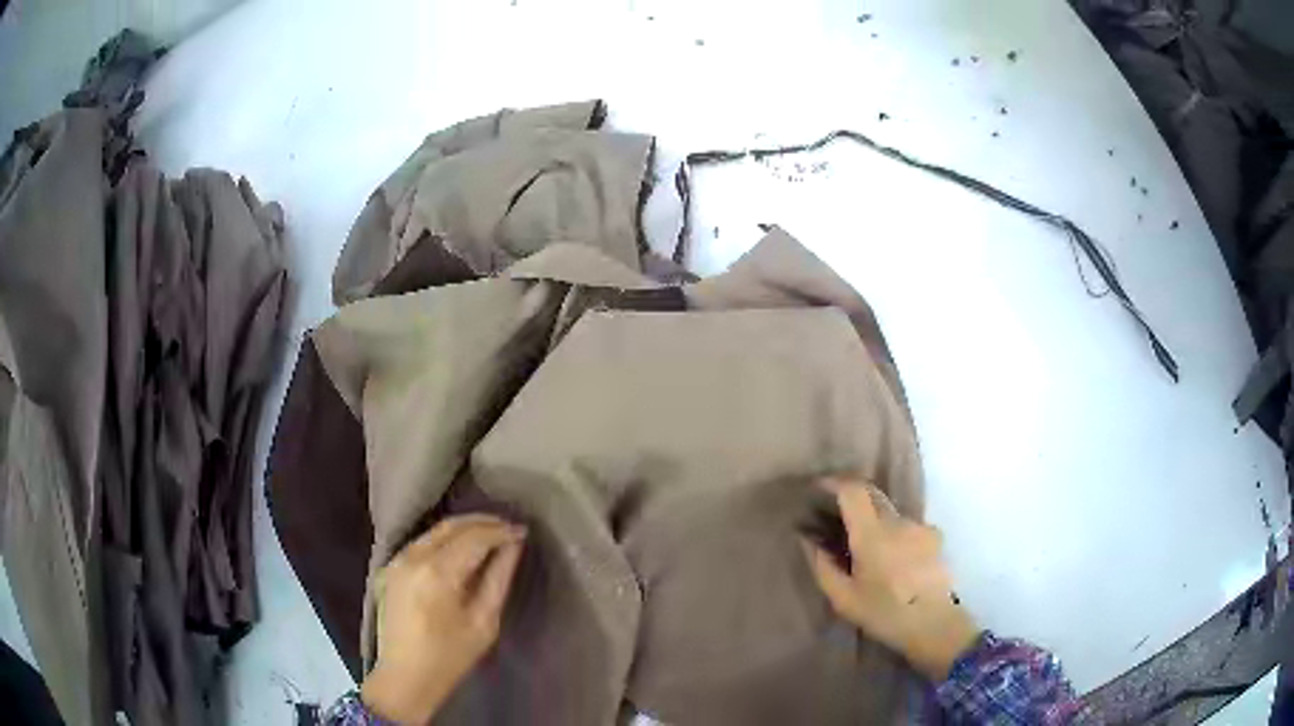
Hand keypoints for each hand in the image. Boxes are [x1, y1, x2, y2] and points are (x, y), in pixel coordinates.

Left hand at [361, 514, 526, 723]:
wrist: (405, 676)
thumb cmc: (450, 656)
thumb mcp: (484, 622)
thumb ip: (498, 579)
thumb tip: (513, 546)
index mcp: (437, 573)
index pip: (474, 537)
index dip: (501, 531)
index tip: (523, 531)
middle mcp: (413, 557)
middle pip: (452, 526)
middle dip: (483, 522)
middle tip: (510, 527)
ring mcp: (398, 560)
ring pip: (435, 530)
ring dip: (464, 528)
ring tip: (492, 534)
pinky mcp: (391, 567)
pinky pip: (423, 541)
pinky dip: (445, 538)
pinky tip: (462, 546)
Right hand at [802, 478, 978, 680]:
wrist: (934, 624)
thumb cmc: (884, 614)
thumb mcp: (843, 598)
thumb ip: (822, 565)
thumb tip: (806, 540)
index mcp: (872, 534)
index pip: (853, 490)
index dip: (833, 483)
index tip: (817, 490)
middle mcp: (898, 521)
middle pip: (872, 493)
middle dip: (850, 497)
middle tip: (834, 516)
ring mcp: (920, 526)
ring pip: (890, 511)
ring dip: (873, 519)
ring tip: (865, 546)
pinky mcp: (935, 536)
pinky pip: (906, 525)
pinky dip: (893, 532)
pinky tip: (892, 558)